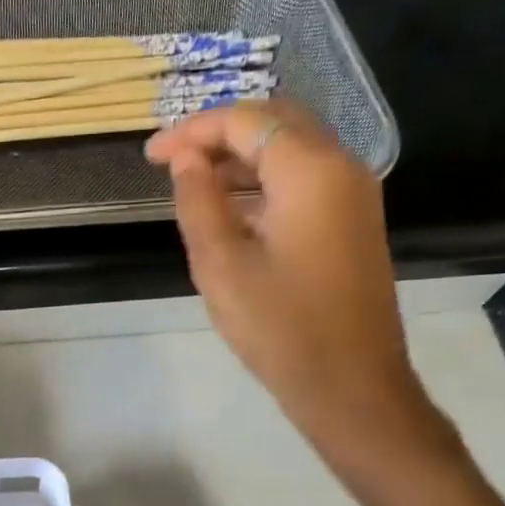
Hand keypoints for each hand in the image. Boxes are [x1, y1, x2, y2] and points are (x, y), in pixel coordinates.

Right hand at [146, 102, 449, 467]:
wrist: (350, 384)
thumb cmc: (279, 327)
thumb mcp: (221, 264)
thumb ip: (198, 201)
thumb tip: (185, 159)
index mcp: (310, 170)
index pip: (245, 121)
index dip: (192, 130)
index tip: (151, 156)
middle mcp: (341, 167)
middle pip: (274, 122)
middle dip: (218, 134)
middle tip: (171, 162)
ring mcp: (353, 194)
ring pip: (291, 149)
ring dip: (240, 157)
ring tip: (192, 185)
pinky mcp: (352, 221)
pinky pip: (304, 178)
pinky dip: (264, 181)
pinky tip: (230, 209)